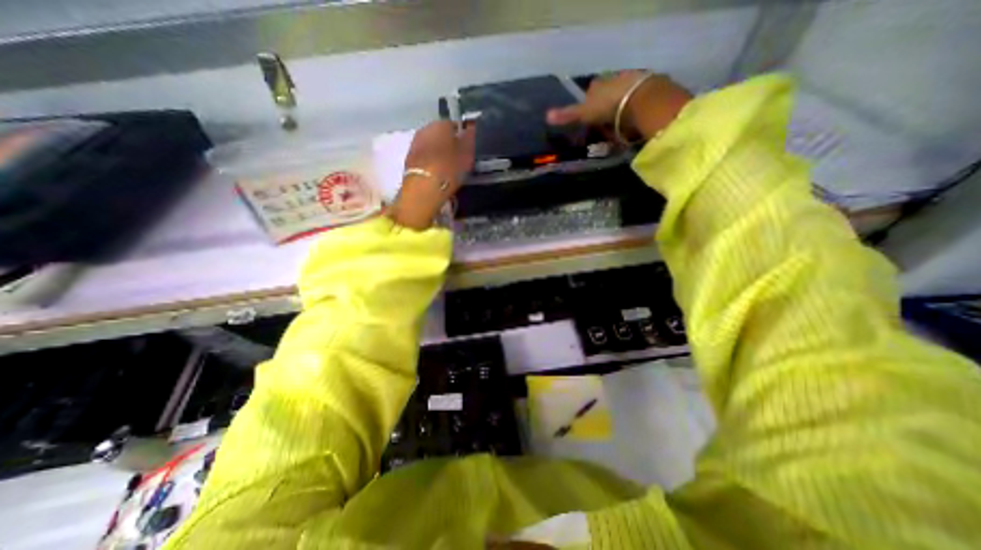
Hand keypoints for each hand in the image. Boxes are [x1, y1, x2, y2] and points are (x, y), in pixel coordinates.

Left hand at [389, 121, 476, 229]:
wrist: (423, 188)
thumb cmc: (449, 168)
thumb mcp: (467, 154)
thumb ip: (470, 139)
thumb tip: (470, 128)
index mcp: (441, 124)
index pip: (454, 125)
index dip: (462, 138)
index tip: (467, 150)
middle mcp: (425, 129)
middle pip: (440, 134)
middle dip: (448, 144)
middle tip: (457, 160)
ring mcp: (415, 144)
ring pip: (431, 145)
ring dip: (438, 153)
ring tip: (447, 168)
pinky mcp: (408, 159)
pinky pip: (424, 157)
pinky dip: (430, 162)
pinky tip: (436, 173)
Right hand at [549, 68, 692, 141]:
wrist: (641, 100)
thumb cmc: (608, 106)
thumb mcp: (584, 113)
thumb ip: (568, 115)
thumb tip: (546, 116)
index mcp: (598, 85)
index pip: (591, 90)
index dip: (589, 100)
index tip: (590, 113)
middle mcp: (614, 78)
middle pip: (608, 90)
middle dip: (606, 101)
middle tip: (605, 119)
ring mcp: (633, 80)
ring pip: (623, 93)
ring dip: (622, 103)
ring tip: (621, 120)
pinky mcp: (650, 87)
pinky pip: (639, 97)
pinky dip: (636, 106)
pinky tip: (636, 116)